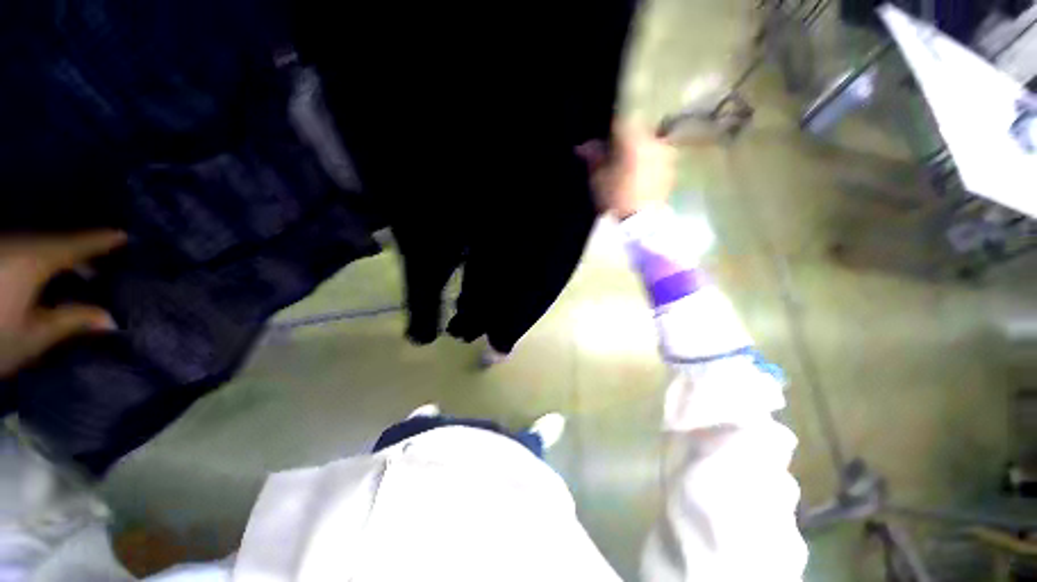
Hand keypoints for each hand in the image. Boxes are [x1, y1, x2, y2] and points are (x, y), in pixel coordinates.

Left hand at [0, 231, 125, 377]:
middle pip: (54, 244)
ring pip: (35, 246)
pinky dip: (37, 261)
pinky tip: (42, 276)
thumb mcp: (34, 337)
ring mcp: (1, 249)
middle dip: (79, 253)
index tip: (125, 236)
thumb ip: (72, 322)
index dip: (101, 241)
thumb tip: (111, 319)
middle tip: (100, 265)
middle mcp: (18, 245)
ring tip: (74, 271)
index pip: (76, 246)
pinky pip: (20, 252)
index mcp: (35, 260)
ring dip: (57, 258)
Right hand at [578, 123, 675, 219]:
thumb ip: (593, 157)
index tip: (602, 144)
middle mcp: (655, 140)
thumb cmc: (616, 196)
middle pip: (637, 132)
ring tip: (626, 171)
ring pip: (649, 145)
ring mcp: (667, 155)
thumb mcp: (597, 177)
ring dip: (638, 153)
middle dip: (625, 142)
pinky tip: (639, 179)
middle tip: (613, 158)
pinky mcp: (672, 170)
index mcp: (635, 138)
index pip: (621, 121)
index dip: (610, 131)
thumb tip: (583, 147)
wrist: (641, 223)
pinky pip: (657, 159)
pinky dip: (648, 164)